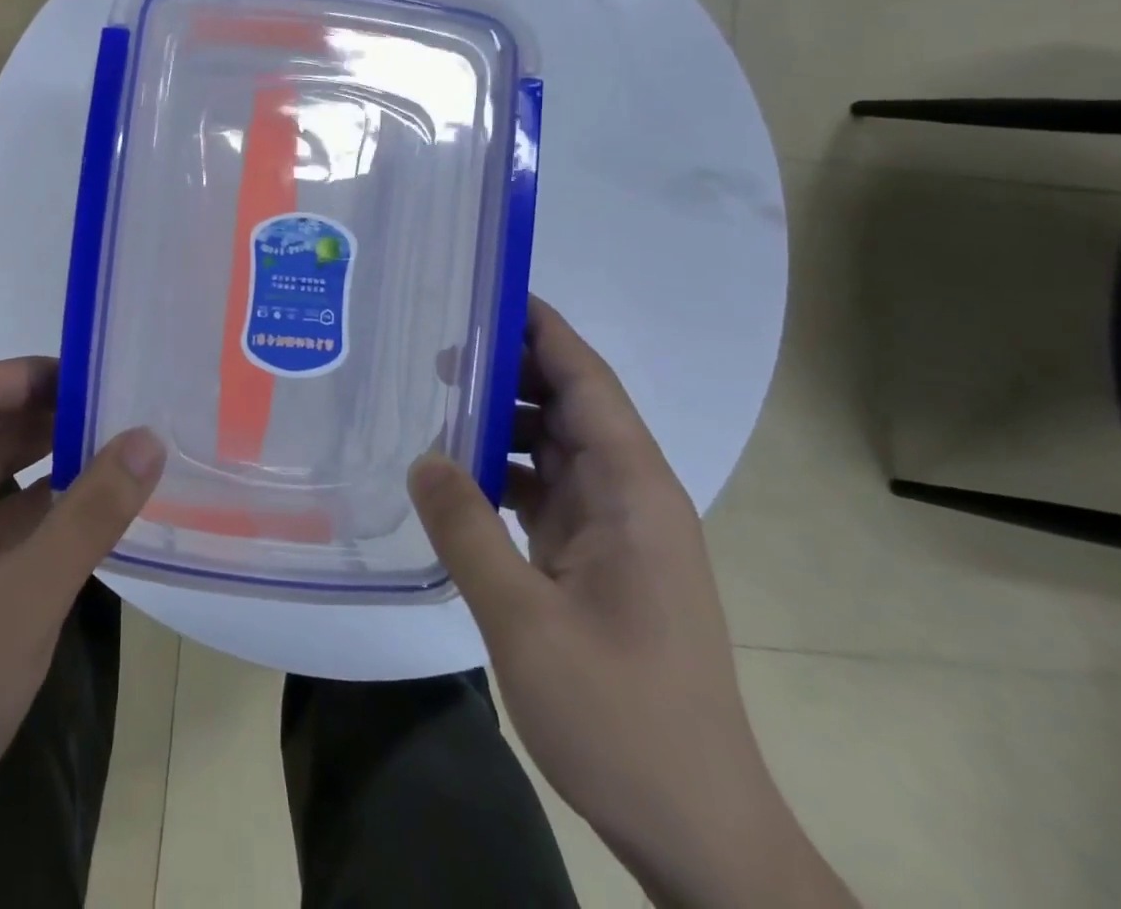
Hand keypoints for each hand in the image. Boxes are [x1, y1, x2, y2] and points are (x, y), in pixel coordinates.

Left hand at [0, 358, 164, 907]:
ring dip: (50, 458)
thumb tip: (149, 437)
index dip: (33, 374)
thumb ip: (92, 512)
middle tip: (124, 408)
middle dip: (51, 414)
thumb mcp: (28, 594)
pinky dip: (42, 504)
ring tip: (120, 446)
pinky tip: (93, 506)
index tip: (99, 376)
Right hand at [410, 300, 854, 908]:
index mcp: (634, 493)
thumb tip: (423, 456)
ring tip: (436, 400)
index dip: (544, 330)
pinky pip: (546, 490)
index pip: (589, 382)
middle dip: (512, 368)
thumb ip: (467, 529)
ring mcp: (616, 532)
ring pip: (556, 447)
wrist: (697, 828)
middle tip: (437, 346)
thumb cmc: (622, 717)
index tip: (488, 291)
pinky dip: (503, 470)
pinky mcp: (597, 561)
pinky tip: (456, 474)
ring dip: (504, 420)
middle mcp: (631, 498)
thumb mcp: (525, 620)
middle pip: (572, 405)